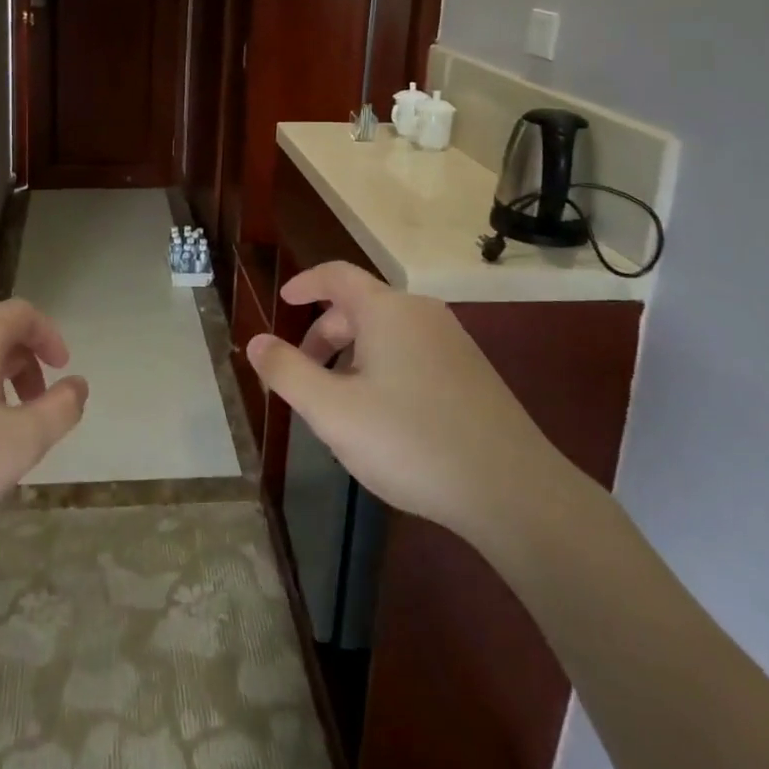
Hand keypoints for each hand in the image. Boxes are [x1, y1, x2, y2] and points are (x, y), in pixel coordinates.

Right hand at [247, 263, 571, 550]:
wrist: (514, 492)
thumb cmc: (411, 441)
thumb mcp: (333, 411)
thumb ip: (287, 372)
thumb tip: (255, 342)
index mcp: (387, 310)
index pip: (336, 275)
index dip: (305, 284)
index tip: (283, 302)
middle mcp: (421, 314)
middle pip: (359, 308)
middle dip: (323, 336)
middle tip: (302, 376)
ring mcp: (452, 342)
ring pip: (386, 334)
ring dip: (352, 357)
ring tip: (339, 405)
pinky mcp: (472, 373)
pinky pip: (412, 354)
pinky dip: (383, 369)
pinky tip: (383, 419)